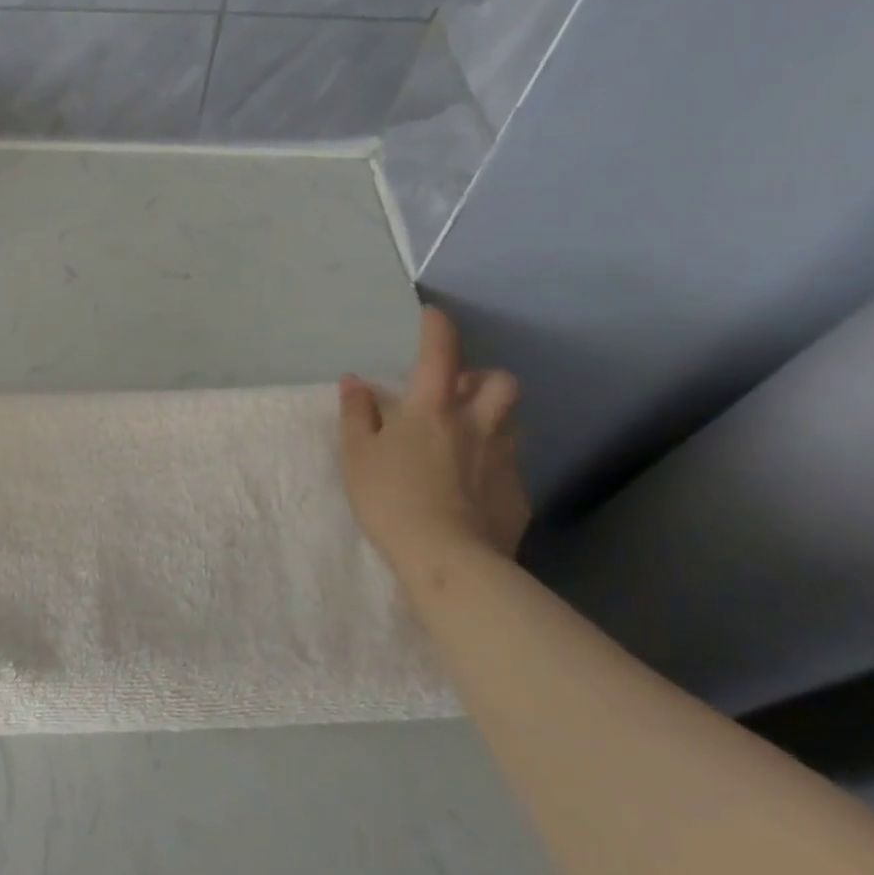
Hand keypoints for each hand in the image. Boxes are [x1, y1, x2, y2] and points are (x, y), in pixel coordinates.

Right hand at [338, 305, 529, 562]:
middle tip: (460, 393)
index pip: (439, 353)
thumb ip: (357, 414)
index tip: (433, 315)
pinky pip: (510, 466)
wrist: (448, 560)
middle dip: (484, 378)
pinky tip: (473, 486)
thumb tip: (355, 381)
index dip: (437, 328)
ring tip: (469, 436)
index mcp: (432, 409)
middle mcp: (476, 424)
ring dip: (493, 418)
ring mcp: (503, 459)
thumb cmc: (391, 499)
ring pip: (511, 422)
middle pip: (500, 382)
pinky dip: (494, 464)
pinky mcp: (518, 494)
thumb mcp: (357, 454)